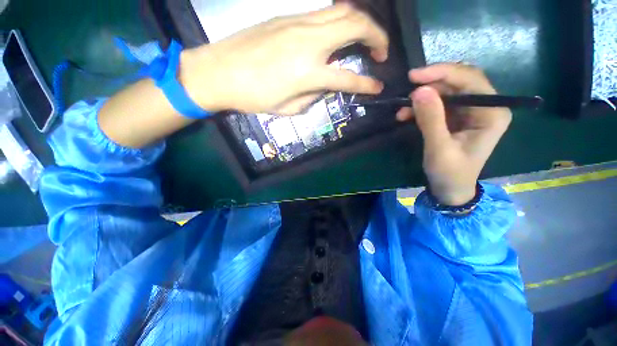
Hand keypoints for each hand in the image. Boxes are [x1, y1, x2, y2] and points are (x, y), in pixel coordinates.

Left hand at [180, 4, 387, 114]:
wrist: (219, 72)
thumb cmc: (254, 97)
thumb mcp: (289, 107)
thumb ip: (313, 95)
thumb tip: (325, 84)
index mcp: (308, 72)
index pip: (348, 77)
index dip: (367, 84)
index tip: (377, 87)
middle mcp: (309, 42)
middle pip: (356, 24)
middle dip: (377, 35)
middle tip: (380, 51)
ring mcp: (298, 23)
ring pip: (342, 10)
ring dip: (362, 22)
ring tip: (365, 38)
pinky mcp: (288, 16)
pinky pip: (323, 12)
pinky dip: (340, 19)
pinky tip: (339, 31)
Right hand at [396, 64, 511, 205]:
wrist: (450, 189)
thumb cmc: (450, 173)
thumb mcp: (439, 148)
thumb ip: (431, 119)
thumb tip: (419, 90)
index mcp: (492, 112)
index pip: (470, 80)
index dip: (442, 73)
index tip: (414, 76)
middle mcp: (485, 106)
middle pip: (458, 82)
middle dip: (430, 85)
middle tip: (406, 90)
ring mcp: (470, 111)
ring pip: (446, 92)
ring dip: (422, 98)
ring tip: (402, 110)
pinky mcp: (456, 117)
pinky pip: (438, 104)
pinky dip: (421, 107)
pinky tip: (406, 115)